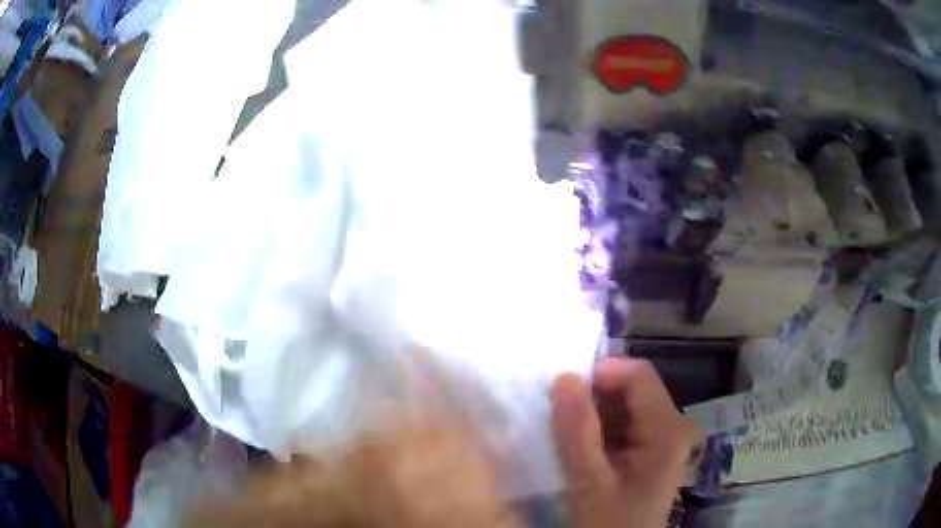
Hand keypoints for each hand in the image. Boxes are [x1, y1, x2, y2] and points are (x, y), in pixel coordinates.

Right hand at [550, 358, 699, 527]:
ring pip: (624, 408)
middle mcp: (672, 427)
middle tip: (556, 415)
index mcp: (667, 430)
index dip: (601, 375)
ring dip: (591, 415)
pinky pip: (622, 427)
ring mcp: (662, 441)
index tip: (562, 391)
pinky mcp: (649, 454)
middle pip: (632, 390)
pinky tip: (577, 448)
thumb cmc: (611, 524)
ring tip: (563, 434)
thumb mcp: (590, 484)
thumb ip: (578, 432)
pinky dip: (596, 431)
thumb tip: (563, 378)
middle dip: (592, 397)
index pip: (638, 376)